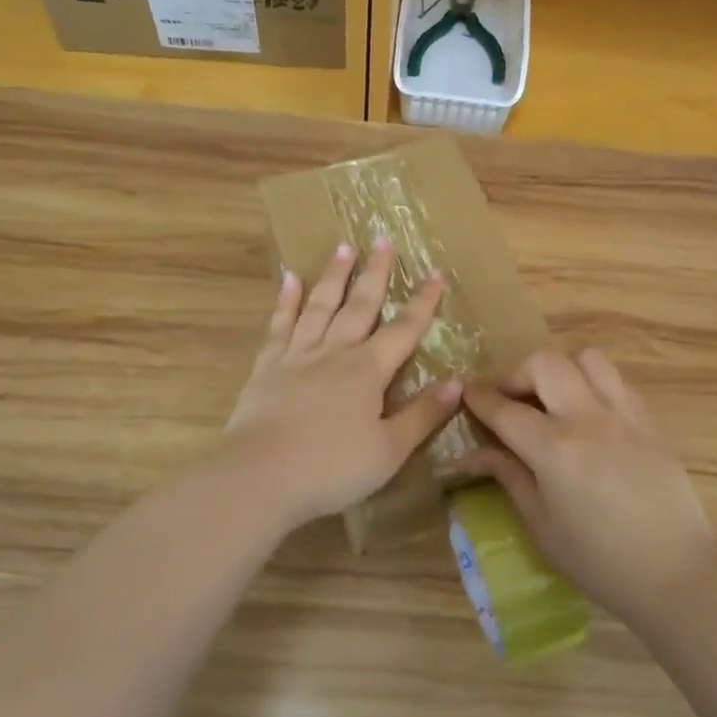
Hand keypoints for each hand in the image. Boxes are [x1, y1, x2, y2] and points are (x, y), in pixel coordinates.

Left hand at [217, 240, 460, 531]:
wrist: (259, 476)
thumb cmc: (331, 469)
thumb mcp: (389, 450)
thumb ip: (422, 415)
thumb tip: (457, 383)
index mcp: (368, 371)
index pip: (404, 329)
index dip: (423, 302)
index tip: (436, 272)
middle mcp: (335, 352)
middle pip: (360, 305)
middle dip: (375, 273)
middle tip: (382, 240)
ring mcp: (297, 355)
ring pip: (320, 306)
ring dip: (333, 276)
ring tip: (343, 247)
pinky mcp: (267, 366)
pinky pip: (279, 325)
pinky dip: (286, 301)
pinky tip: (290, 279)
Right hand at [462, 349, 716, 625]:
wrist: (676, 574)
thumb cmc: (599, 561)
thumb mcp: (541, 525)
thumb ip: (509, 477)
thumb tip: (476, 453)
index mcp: (554, 449)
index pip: (505, 408)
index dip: (480, 396)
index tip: (466, 390)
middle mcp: (587, 419)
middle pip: (545, 363)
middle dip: (517, 373)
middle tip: (511, 400)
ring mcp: (623, 415)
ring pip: (587, 358)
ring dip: (560, 369)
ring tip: (552, 397)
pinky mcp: (649, 422)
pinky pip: (616, 381)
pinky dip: (592, 384)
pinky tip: (587, 414)